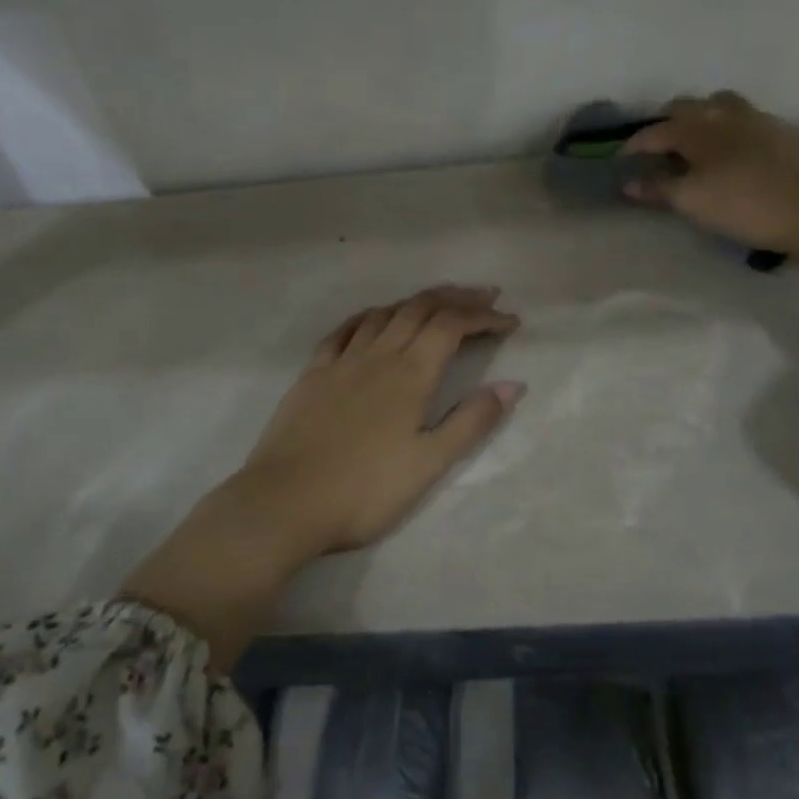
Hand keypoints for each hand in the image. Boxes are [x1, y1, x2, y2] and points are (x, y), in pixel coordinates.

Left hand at [120, 284, 523, 667]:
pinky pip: (345, 330)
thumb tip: (513, 384)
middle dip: (456, 297)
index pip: (452, 326)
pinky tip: (374, 318)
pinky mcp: (313, 374)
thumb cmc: (364, 490)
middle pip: (420, 308)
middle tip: (484, 295)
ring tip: (438, 302)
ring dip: (416, 301)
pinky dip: (369, 316)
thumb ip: (472, 421)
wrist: (284, 502)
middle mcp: (378, 355)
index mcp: (410, 374)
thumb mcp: (430, 464)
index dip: (483, 316)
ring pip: (384, 313)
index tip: (510, 321)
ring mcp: (341, 361)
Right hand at [621, 91, 798, 255]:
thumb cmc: (741, 205)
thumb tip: (628, 183)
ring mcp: (755, 118)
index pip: (654, 132)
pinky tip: (733, 150)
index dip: (634, 145)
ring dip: (700, 117)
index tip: (622, 158)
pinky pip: (744, 119)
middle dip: (666, 123)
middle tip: (657, 146)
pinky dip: (728, 128)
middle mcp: (722, 113)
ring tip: (696, 140)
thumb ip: (657, 189)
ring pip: (718, 105)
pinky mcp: (780, 130)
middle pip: (685, 107)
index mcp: (695, 128)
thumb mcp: (691, 201)